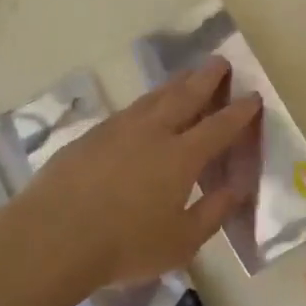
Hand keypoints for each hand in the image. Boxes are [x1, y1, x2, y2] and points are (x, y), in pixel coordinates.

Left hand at [22, 58, 260, 295]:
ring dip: (175, 83)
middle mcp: (153, 132)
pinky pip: (128, 110)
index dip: (239, 111)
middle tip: (220, 61)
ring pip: (154, 97)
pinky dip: (146, 102)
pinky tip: (144, 108)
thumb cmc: (125, 245)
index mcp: (182, 157)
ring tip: (187, 74)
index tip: (252, 96)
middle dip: (207, 78)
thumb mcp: (181, 241)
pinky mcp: (91, 136)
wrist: (52, 237)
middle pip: (186, 96)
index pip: (219, 126)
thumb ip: (213, 212)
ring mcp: (119, 130)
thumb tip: (237, 189)